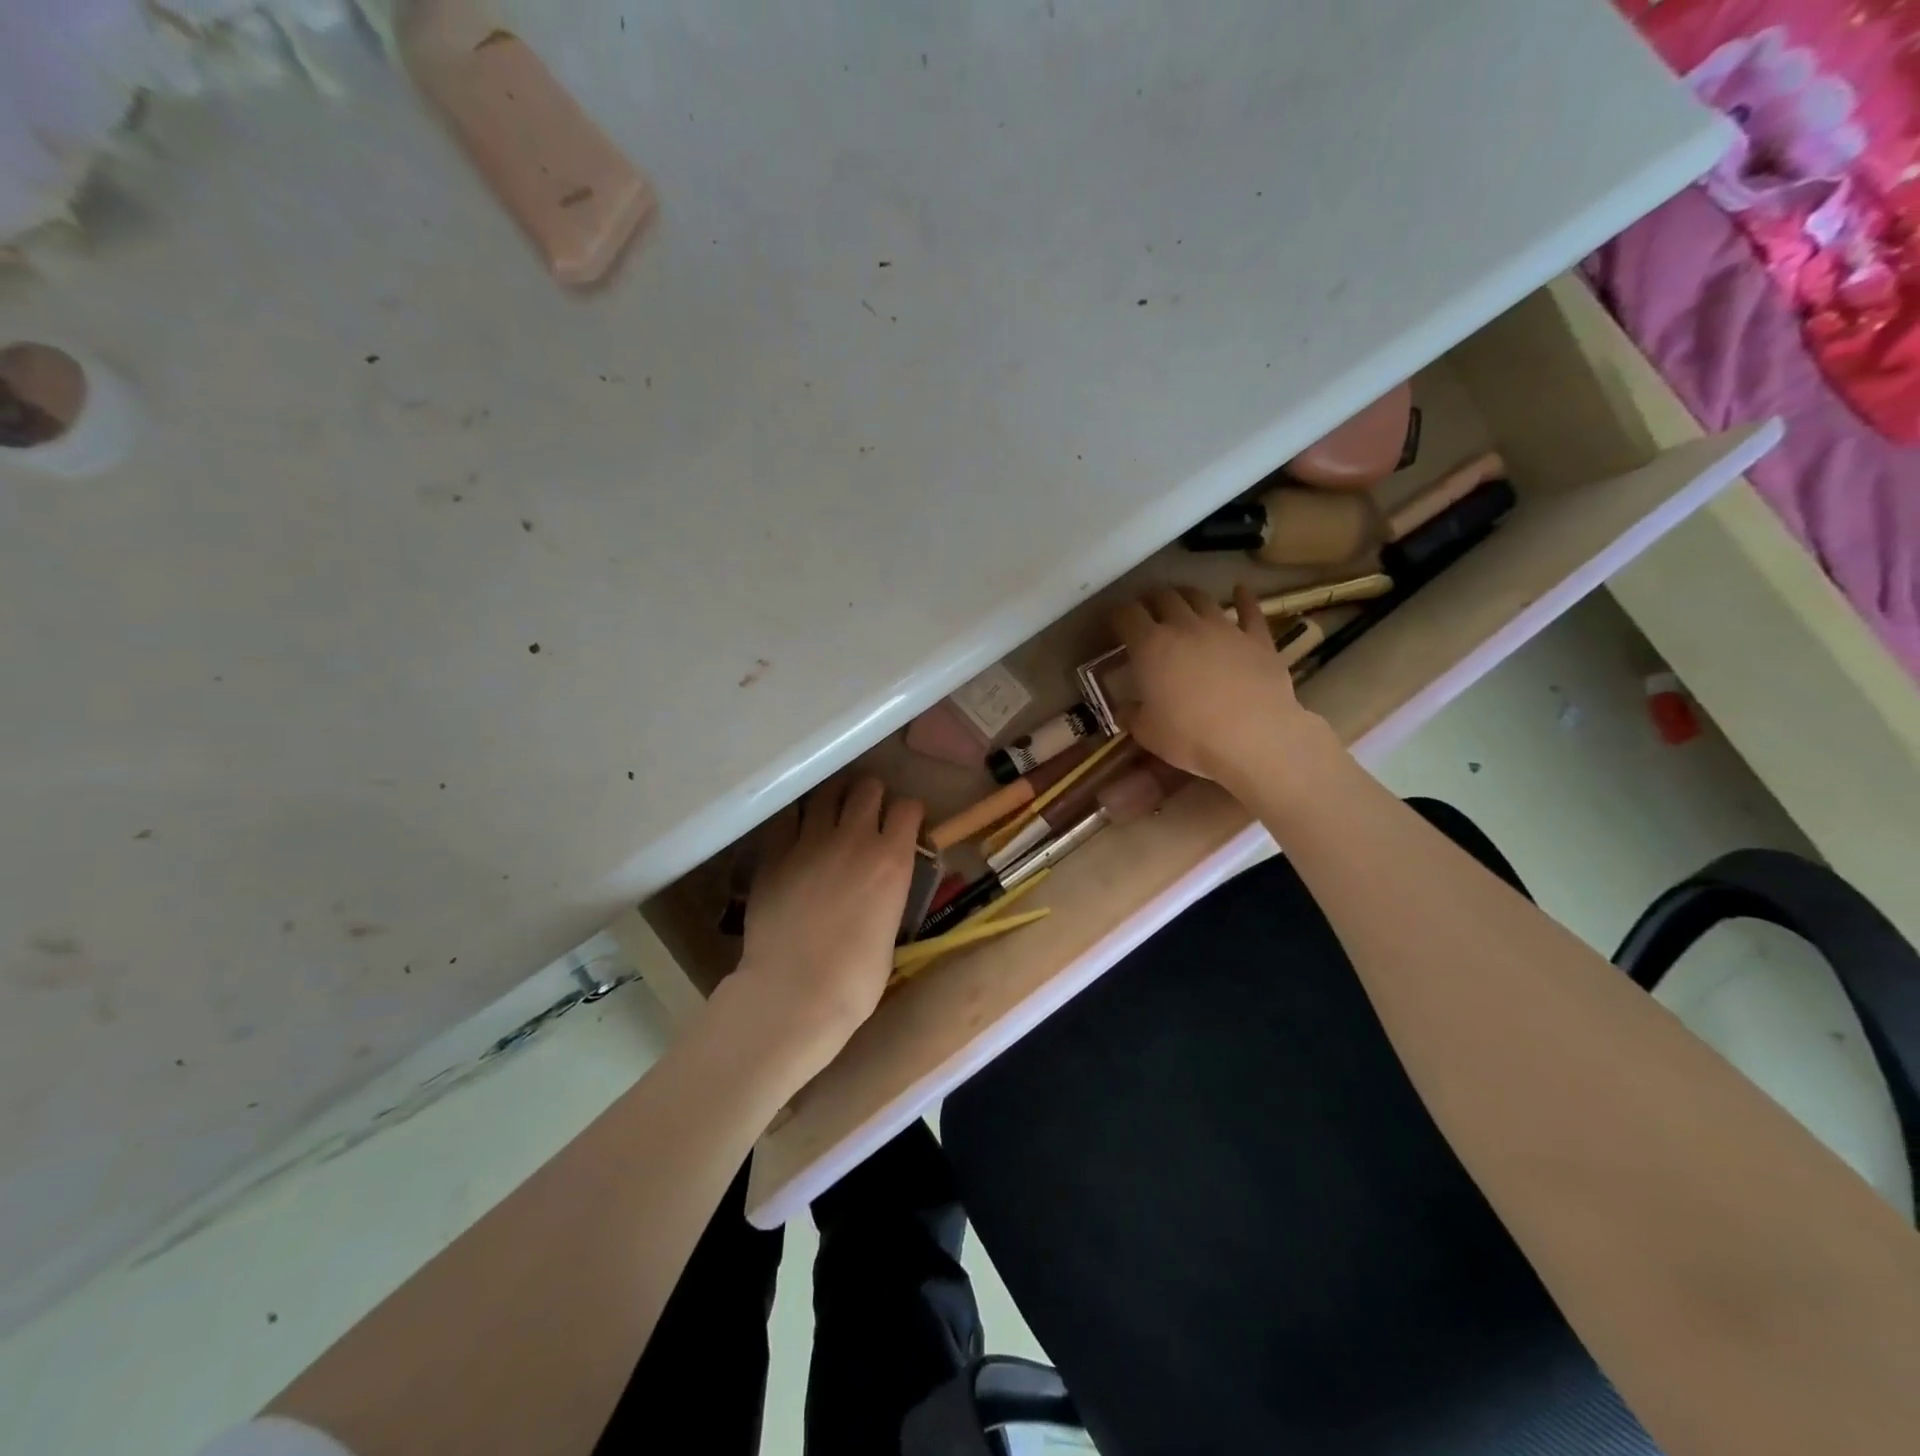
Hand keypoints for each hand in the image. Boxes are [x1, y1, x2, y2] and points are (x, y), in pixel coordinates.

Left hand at [730, 774, 923, 1075]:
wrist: (795, 992)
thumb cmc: (856, 979)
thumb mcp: (890, 928)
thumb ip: (888, 892)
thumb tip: (880, 886)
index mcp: (892, 860)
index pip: (908, 808)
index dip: (907, 813)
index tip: (904, 825)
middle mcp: (854, 839)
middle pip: (867, 788)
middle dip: (871, 796)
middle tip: (866, 814)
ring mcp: (810, 841)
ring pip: (826, 792)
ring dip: (834, 798)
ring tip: (831, 813)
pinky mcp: (774, 854)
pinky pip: (786, 818)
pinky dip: (796, 819)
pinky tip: (795, 832)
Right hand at [1113, 584, 1334, 789]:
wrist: (1254, 738)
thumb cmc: (1190, 737)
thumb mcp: (1147, 733)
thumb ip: (1133, 715)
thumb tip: (1126, 709)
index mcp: (1150, 646)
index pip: (1127, 615)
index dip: (1118, 614)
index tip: (1114, 622)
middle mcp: (1184, 626)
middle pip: (1164, 597)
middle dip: (1151, 600)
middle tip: (1147, 610)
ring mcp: (1224, 628)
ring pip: (1201, 598)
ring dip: (1187, 595)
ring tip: (1182, 600)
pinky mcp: (1257, 638)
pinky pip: (1250, 610)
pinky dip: (1243, 598)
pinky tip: (1240, 589)